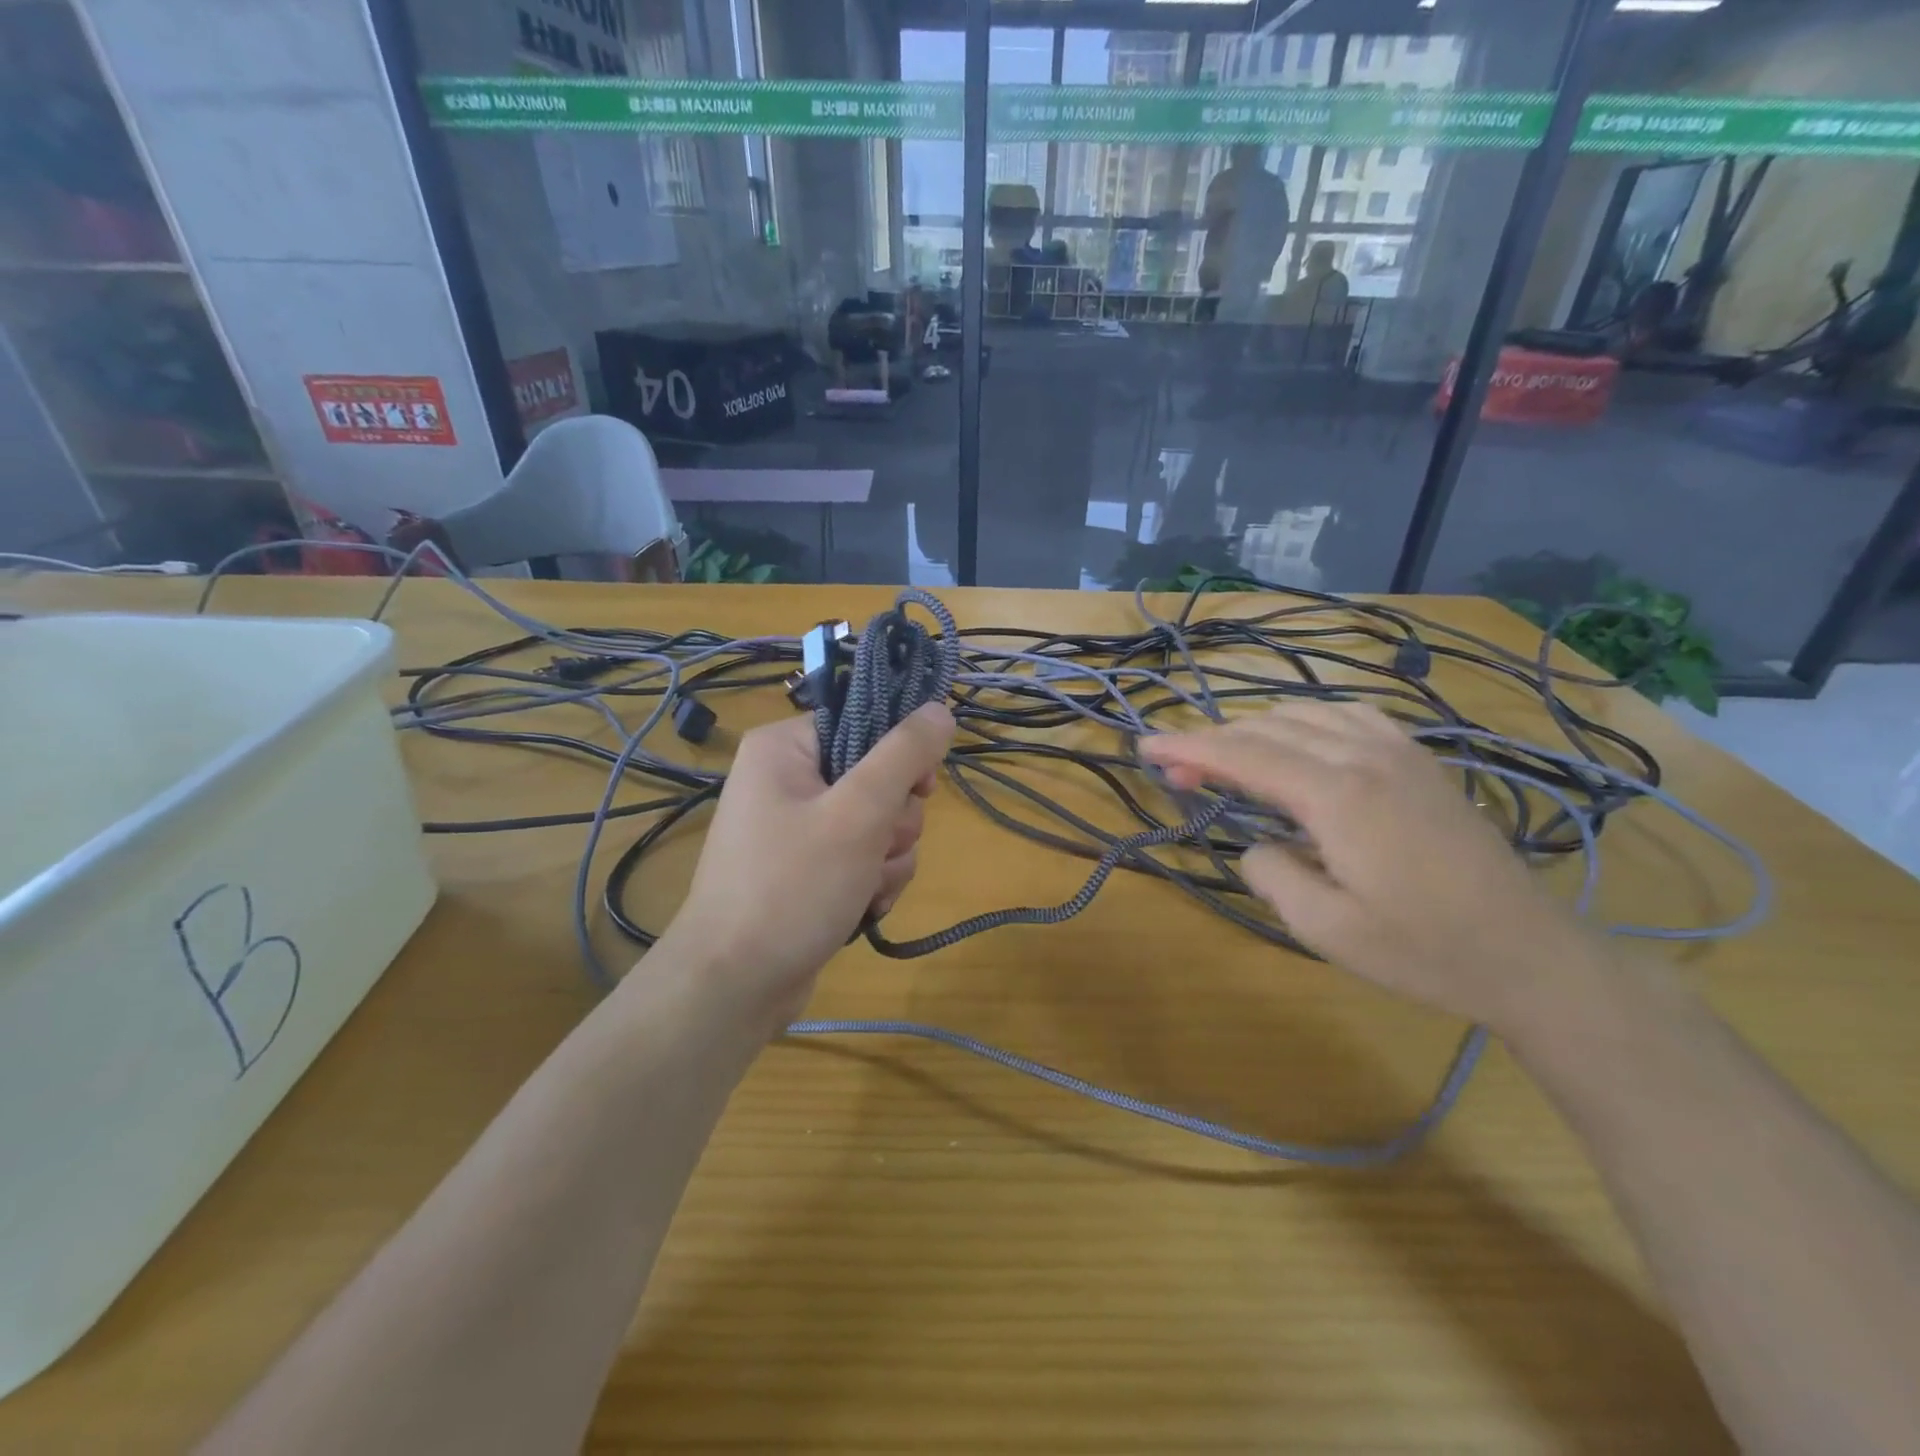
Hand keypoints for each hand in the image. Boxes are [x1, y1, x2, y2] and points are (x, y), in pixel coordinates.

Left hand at [660, 705, 953, 1034]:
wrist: (735, 986)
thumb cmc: (792, 887)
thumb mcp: (858, 814)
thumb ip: (905, 756)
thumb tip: (941, 709)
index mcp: (784, 748)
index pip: (865, 724)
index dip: (899, 756)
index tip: (919, 789)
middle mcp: (787, 780)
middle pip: (878, 778)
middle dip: (892, 823)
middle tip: (874, 850)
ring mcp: (797, 828)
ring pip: (879, 824)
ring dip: (887, 859)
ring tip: (862, 889)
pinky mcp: (808, 869)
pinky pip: (863, 858)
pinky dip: (872, 882)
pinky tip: (861, 907)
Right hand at [1142, 702, 1607, 1031]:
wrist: (1528, 953)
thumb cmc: (1423, 950)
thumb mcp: (1325, 928)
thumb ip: (1271, 873)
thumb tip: (1258, 843)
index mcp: (1338, 795)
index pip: (1244, 755)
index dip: (1188, 747)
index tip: (1145, 744)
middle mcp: (1364, 757)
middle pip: (1269, 729)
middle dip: (1213, 741)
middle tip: (1174, 766)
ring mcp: (1399, 752)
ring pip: (1306, 713)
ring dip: (1256, 728)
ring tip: (1228, 755)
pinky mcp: (1419, 760)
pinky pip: (1349, 714)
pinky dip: (1306, 718)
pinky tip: (1299, 738)